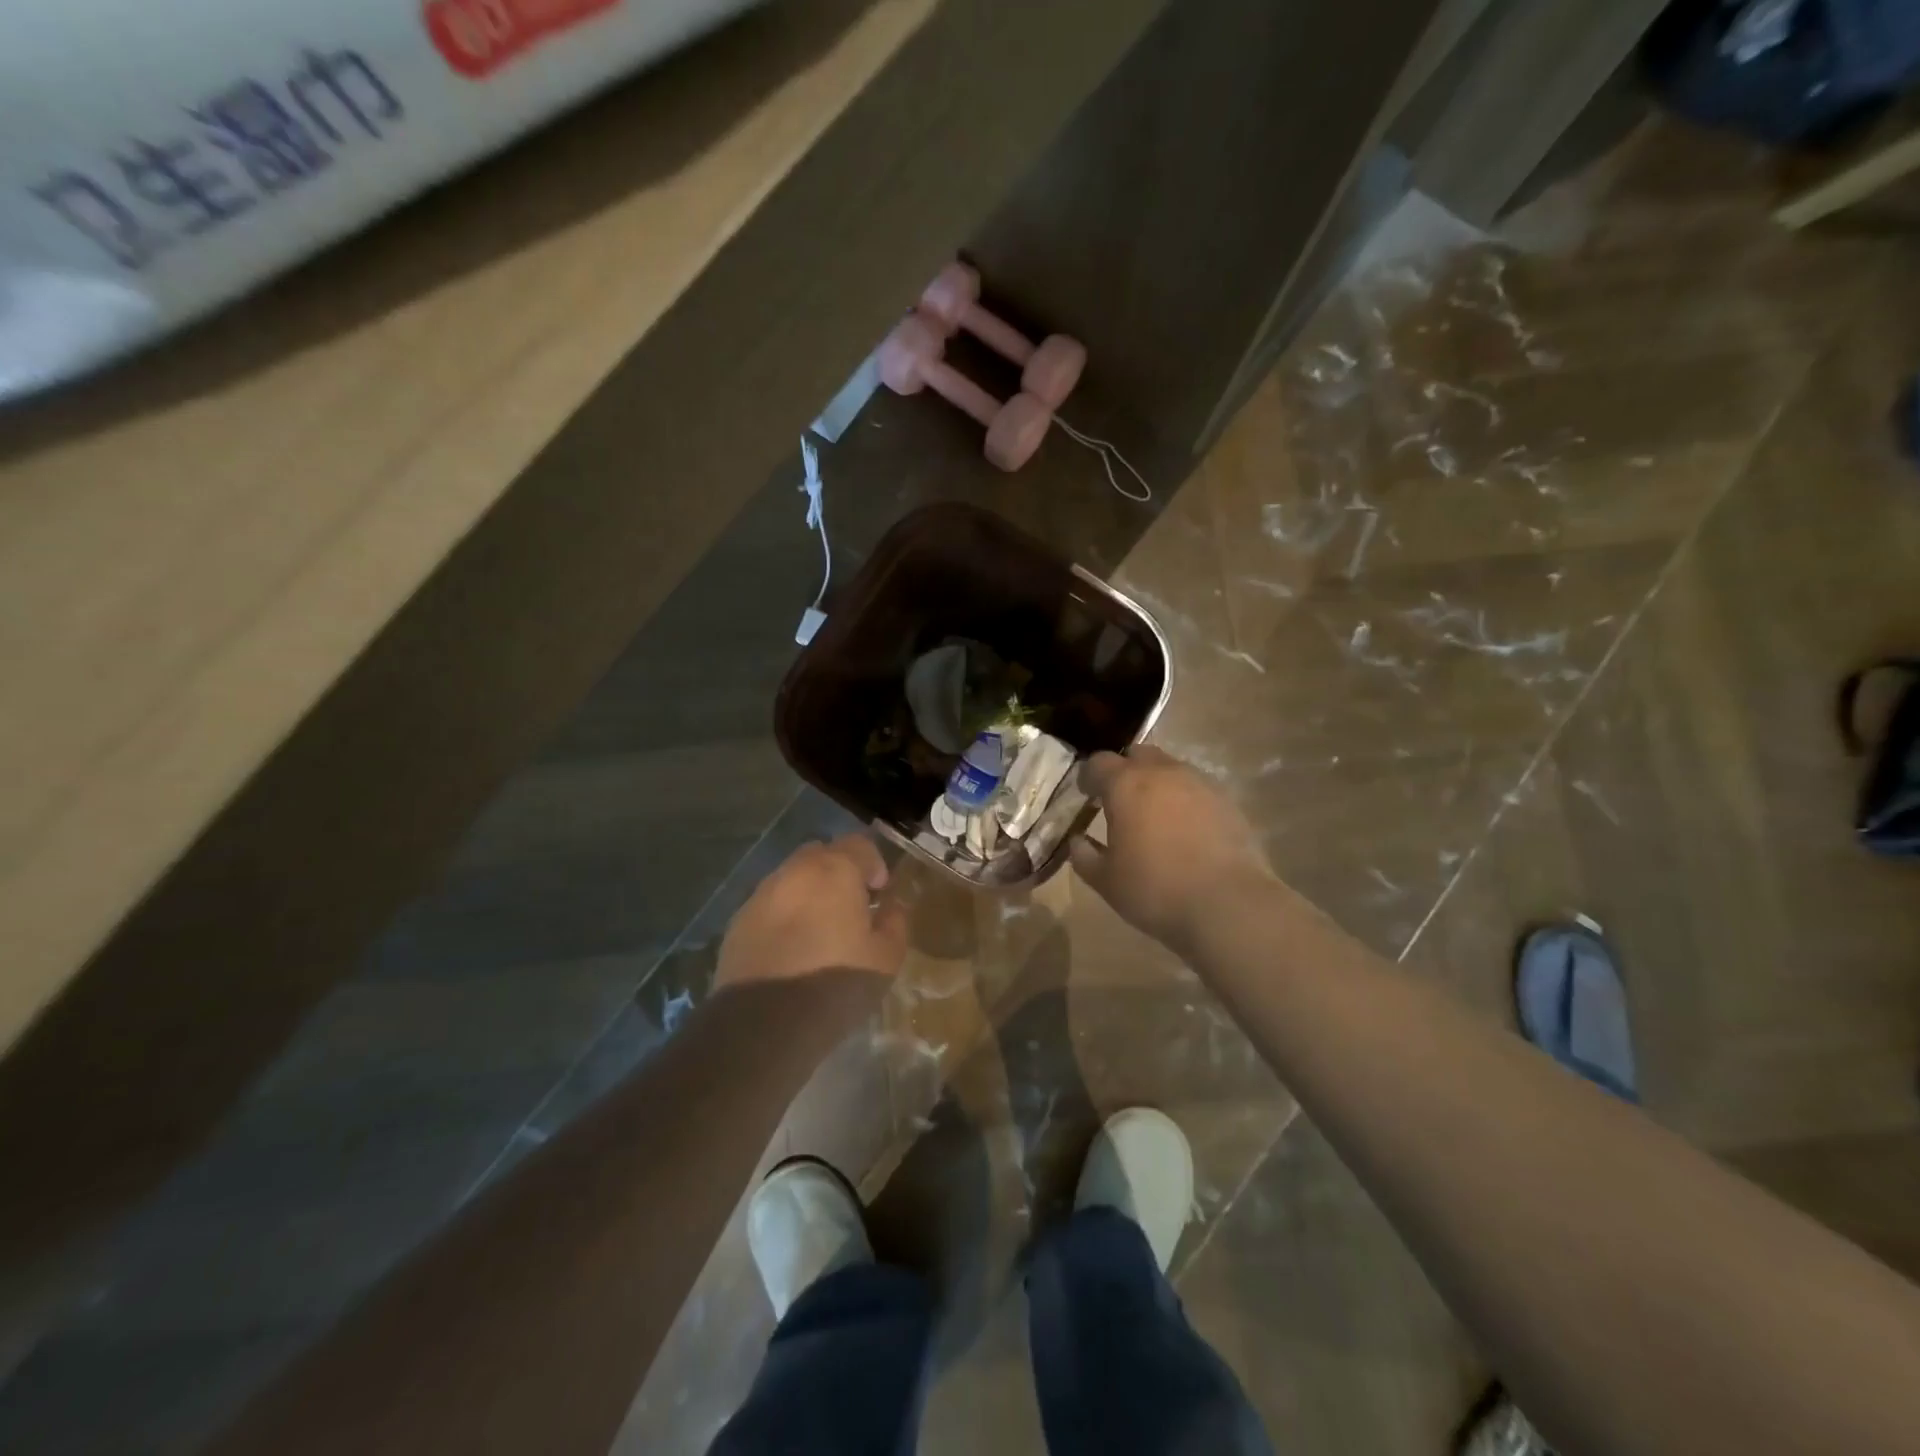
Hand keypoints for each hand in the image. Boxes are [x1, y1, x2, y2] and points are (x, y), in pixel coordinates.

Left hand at [716, 834, 908, 988]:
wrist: (764, 1024)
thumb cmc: (836, 984)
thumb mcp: (886, 958)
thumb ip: (895, 922)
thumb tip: (891, 906)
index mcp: (834, 870)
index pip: (860, 844)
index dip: (874, 864)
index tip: (880, 893)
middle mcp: (795, 871)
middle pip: (822, 854)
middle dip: (839, 873)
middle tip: (850, 908)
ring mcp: (761, 895)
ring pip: (792, 879)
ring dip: (809, 893)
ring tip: (818, 932)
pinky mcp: (738, 922)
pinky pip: (770, 905)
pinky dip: (784, 916)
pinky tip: (791, 950)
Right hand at [1070, 746, 1273, 953]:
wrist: (1228, 904)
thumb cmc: (1156, 889)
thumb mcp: (1106, 880)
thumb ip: (1084, 856)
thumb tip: (1077, 841)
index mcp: (1126, 785)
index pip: (1099, 762)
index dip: (1089, 776)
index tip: (1085, 794)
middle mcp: (1163, 773)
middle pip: (1138, 755)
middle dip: (1125, 771)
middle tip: (1119, 799)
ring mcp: (1199, 783)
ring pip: (1170, 768)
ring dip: (1157, 783)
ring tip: (1153, 814)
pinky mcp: (1227, 801)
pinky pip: (1196, 789)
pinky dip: (1184, 800)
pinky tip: (1184, 828)